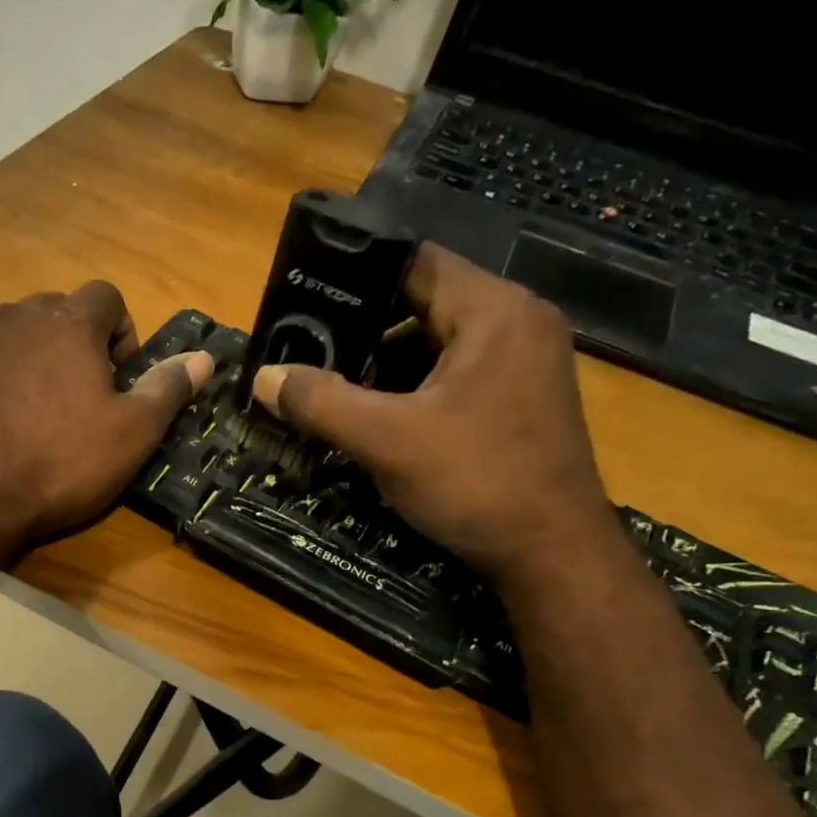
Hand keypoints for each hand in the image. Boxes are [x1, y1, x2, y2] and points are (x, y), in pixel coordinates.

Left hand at [0, 282, 212, 554]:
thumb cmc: (57, 466)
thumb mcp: (130, 436)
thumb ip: (167, 389)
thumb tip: (204, 358)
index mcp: (69, 322)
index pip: (108, 298)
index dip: (121, 334)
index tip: (118, 379)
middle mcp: (15, 312)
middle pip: (56, 313)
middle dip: (73, 346)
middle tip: (76, 402)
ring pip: (11, 333)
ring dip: (28, 359)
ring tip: (28, 413)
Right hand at [251, 243, 616, 584]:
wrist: (552, 554)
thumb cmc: (475, 481)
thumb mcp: (386, 440)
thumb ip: (321, 402)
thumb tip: (264, 377)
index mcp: (493, 310)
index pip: (414, 262)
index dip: (355, 275)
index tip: (305, 299)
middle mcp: (516, 323)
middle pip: (423, 303)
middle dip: (363, 329)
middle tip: (308, 350)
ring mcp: (524, 363)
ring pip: (437, 344)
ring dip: (386, 364)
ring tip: (332, 385)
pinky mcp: (521, 399)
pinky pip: (456, 374)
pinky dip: (414, 388)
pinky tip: (377, 417)